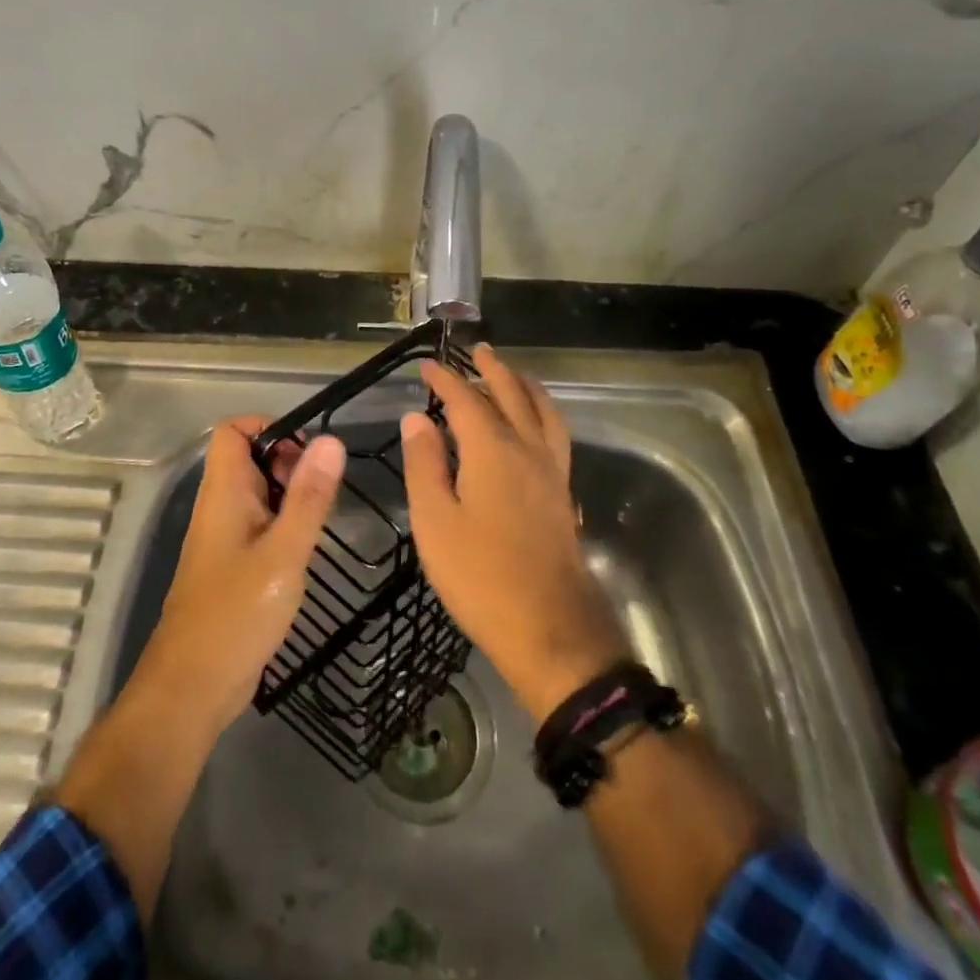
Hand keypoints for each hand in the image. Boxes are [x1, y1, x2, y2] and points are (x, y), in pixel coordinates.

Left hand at [133, 417, 344, 736]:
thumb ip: (309, 497)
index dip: (269, 427)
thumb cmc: (237, 614)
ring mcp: (223, 537)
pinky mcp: (232, 565)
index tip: (308, 452)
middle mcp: (219, 506)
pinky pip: (259, 524)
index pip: (233, 430)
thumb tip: (331, 441)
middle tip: (320, 492)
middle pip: (249, 458)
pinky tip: (305, 550)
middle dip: (289, 462)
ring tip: (319, 520)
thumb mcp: (284, 553)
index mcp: (223, 493)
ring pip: (257, 493)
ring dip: (290, 495)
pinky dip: (283, 524)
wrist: (192, 688)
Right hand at [401, 345, 629, 722]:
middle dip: (492, 370)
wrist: (550, 629)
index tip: (425, 365)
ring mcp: (551, 472)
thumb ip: (425, 464)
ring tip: (514, 374)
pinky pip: (555, 434)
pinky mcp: (562, 494)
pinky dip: (542, 413)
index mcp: (493, 451)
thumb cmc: (481, 576)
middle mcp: (527, 450)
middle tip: (477, 350)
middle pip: (511, 395)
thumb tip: (416, 417)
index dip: (444, 379)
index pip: (465, 400)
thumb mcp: (435, 522)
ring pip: (542, 412)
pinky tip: (535, 426)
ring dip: (525, 386)